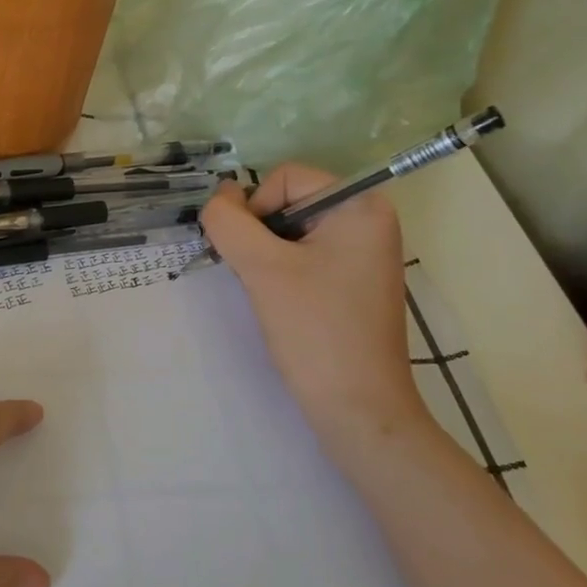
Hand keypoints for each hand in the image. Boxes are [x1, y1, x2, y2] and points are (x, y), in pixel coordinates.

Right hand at [200, 164, 428, 443]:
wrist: (358, 408)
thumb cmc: (315, 331)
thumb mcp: (262, 269)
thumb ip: (229, 223)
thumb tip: (217, 197)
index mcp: (361, 206)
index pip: (285, 178)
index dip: (256, 210)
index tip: (254, 257)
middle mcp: (369, 220)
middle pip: (289, 202)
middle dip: (260, 235)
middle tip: (259, 277)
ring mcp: (364, 252)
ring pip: (291, 231)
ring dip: (267, 255)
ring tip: (271, 293)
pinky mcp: (354, 280)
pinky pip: (306, 255)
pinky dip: (283, 271)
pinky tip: (283, 302)